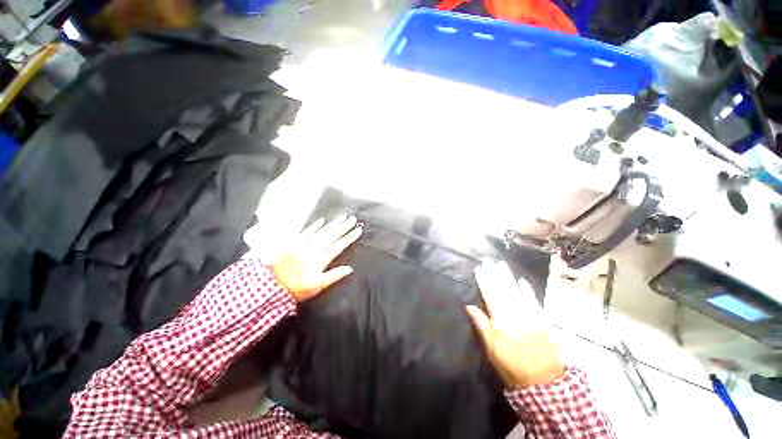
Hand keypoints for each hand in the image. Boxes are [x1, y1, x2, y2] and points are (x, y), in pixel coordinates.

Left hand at [272, 215, 361, 301]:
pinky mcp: (293, 243)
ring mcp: (302, 244)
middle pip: (331, 236)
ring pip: (321, 232)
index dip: (349, 238)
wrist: (272, 286)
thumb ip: (334, 275)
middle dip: (343, 227)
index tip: (358, 230)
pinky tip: (321, 220)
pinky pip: (305, 232)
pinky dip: (314, 226)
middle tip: (353, 219)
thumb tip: (349, 268)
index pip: (338, 246)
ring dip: (332, 224)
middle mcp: (313, 249)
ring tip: (342, 217)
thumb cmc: (297, 288)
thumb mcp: (317, 286)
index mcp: (320, 260)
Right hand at [466, 259, 564, 387]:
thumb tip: (469, 306)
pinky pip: (533, 300)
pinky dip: (527, 290)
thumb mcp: (491, 347)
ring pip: (516, 291)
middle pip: (503, 289)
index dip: (484, 280)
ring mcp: (530, 314)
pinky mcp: (541, 319)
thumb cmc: (511, 364)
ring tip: (501, 264)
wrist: (542, 380)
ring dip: (508, 276)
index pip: (490, 295)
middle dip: (494, 273)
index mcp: (501, 319)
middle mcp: (515, 312)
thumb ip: (481, 324)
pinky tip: (522, 281)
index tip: (478, 269)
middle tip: (488, 260)